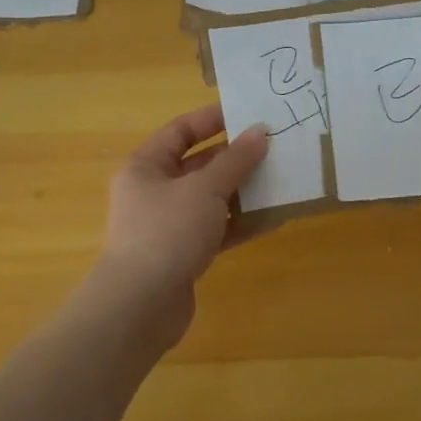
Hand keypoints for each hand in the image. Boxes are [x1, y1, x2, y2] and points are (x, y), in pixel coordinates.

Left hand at [88, 104, 268, 346]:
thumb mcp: (205, 189)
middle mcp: (154, 191)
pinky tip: (272, 219)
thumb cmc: (167, 232)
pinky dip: (240, 223)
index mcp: (146, 166)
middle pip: (199, 164)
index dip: (214, 119)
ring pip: (210, 198)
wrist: (140, 307)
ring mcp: (168, 224)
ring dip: (242, 190)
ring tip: (280, 179)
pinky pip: (216, 229)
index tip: (250, 113)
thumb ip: (235, 160)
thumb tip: (260, 131)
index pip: (181, 130)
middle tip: (274, 147)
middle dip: (235, 157)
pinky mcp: (183, 253)